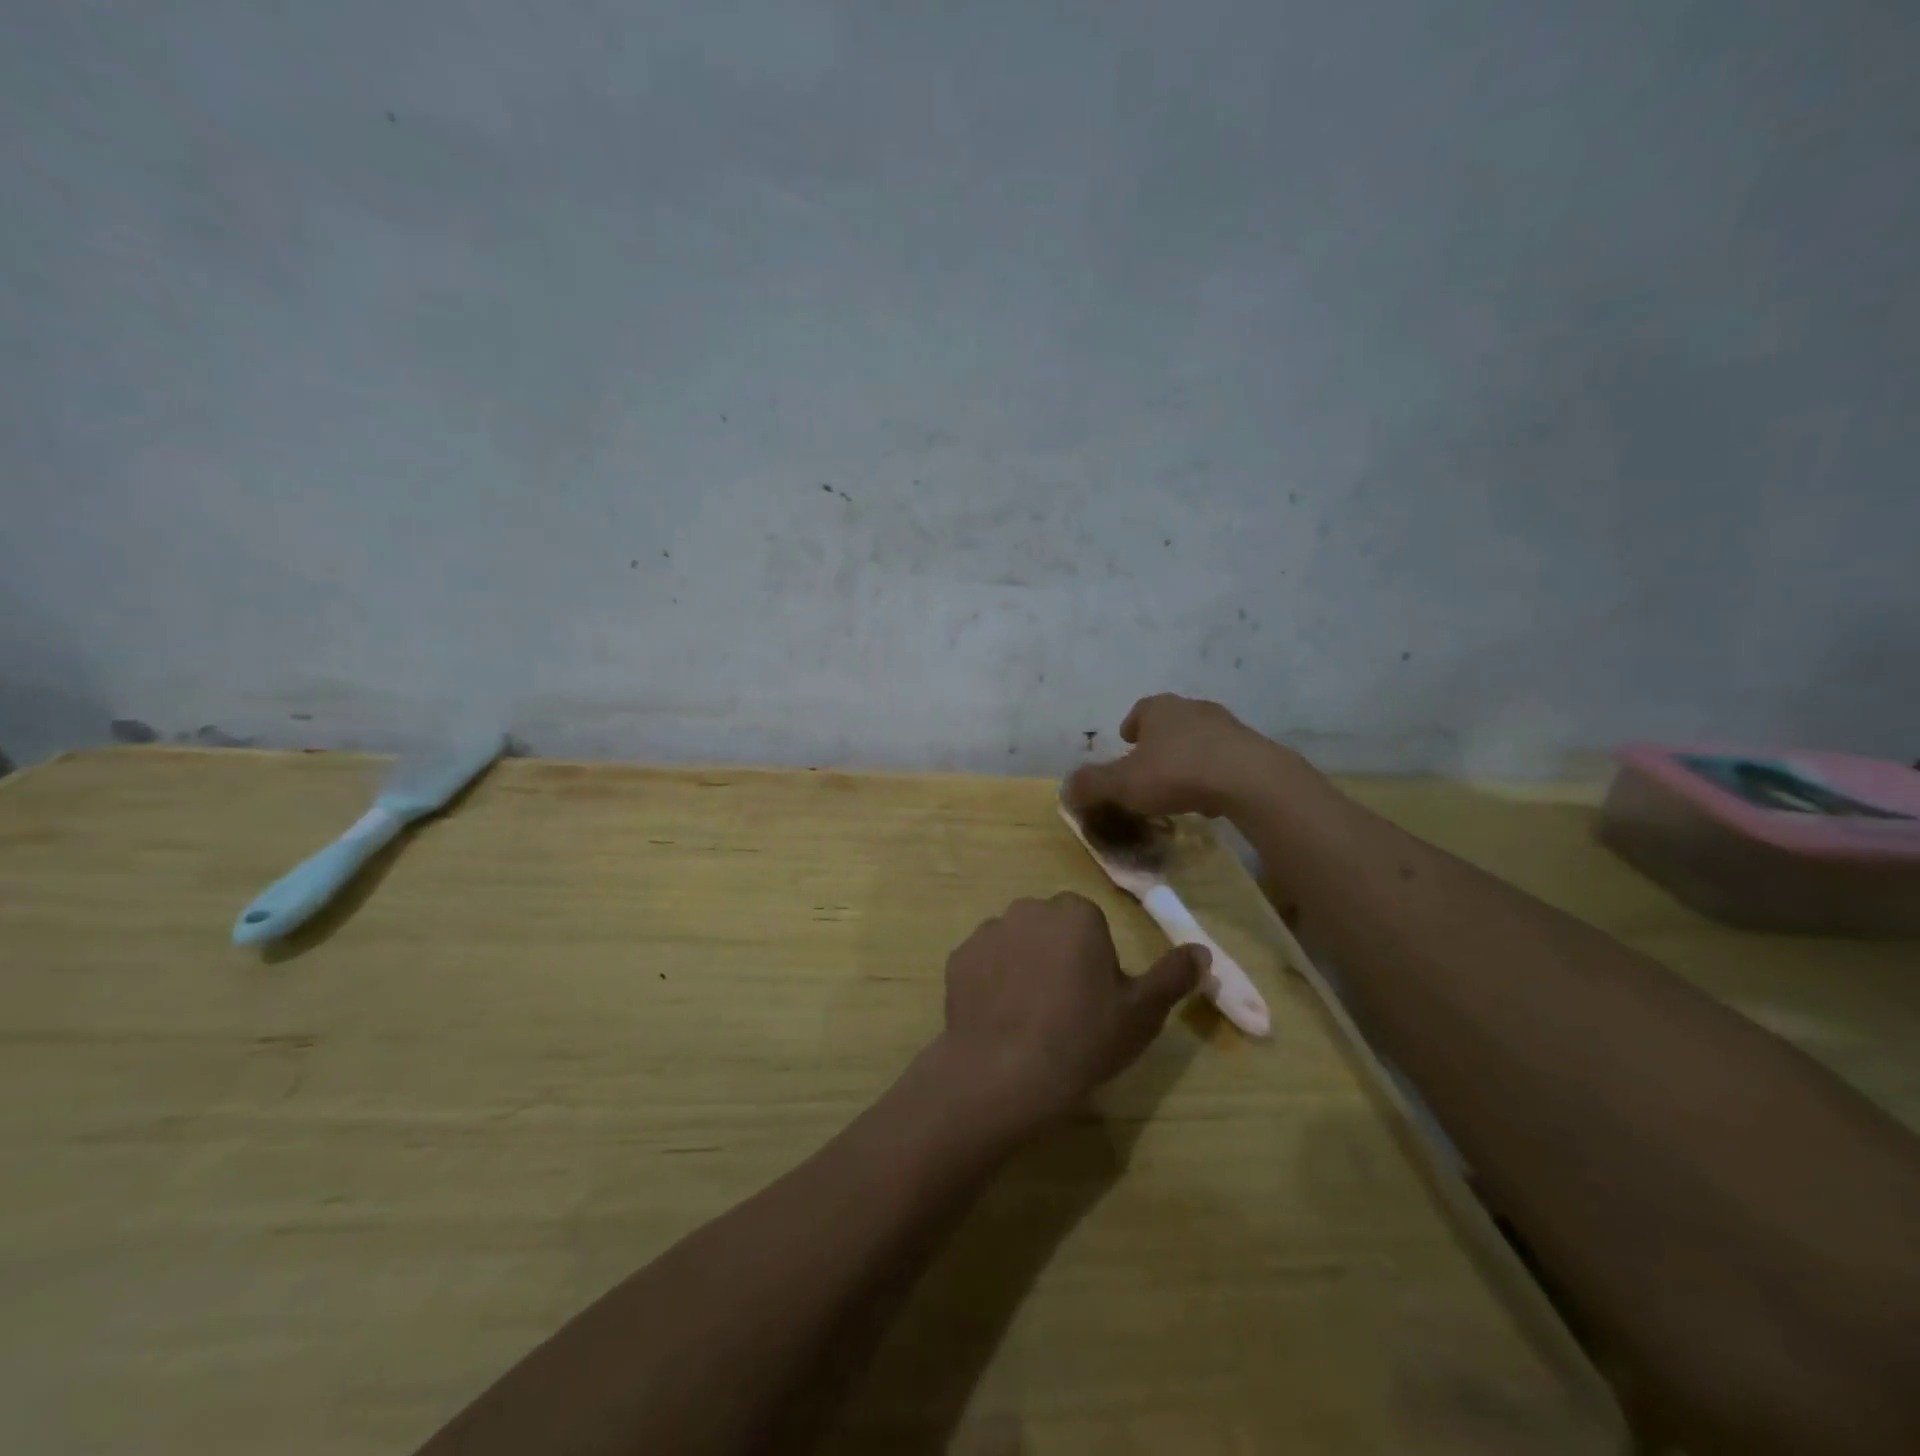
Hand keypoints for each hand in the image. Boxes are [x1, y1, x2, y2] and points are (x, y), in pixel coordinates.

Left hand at [933, 894, 1206, 1129]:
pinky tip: (1000, 1020)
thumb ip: (1173, 976)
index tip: (1095, 999)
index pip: (1090, 925)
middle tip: (1065, 1008)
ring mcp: (988, 932)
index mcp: (1075, 913)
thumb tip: (1202, 950)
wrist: (1005, 1071)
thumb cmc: (1083, 1037)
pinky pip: (984, 964)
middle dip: (1058, 956)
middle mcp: (1029, 909)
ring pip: (1016, 944)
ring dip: (1023, 967)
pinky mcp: (958, 958)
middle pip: (1051, 929)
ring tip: (1029, 1018)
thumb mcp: (1142, 1013)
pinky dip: (991, 983)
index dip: (1095, 961)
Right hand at [1065, 694, 1283, 818]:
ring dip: (1188, 757)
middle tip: (1150, 767)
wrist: (1250, 779)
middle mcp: (1193, 708)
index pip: (1140, 711)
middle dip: (1160, 742)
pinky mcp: (1253, 748)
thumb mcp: (1123, 784)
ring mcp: (1227, 726)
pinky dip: (1214, 773)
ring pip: (1199, 739)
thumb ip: (1092, 785)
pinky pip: (1225, 758)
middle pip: (1171, 722)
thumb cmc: (1177, 773)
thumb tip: (1065, 789)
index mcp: (1159, 709)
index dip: (1130, 728)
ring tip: (1180, 786)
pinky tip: (1211, 797)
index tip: (1126, 743)